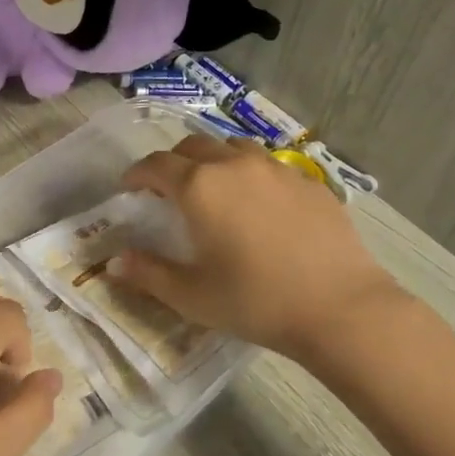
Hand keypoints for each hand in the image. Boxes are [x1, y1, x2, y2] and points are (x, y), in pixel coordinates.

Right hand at [108, 135, 406, 360]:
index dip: (136, 173)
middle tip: (168, 190)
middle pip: (192, 146)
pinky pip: (269, 166)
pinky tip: (260, 205)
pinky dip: (251, 175)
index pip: (156, 165)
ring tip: (214, 188)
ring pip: (233, 148)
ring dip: (213, 160)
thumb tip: (113, 262)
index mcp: (199, 187)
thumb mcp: (192, 296)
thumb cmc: (256, 302)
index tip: (129, 187)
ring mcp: (275, 169)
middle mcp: (233, 165)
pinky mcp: (308, 181)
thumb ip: (148, 273)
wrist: (341, 308)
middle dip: (173, 163)